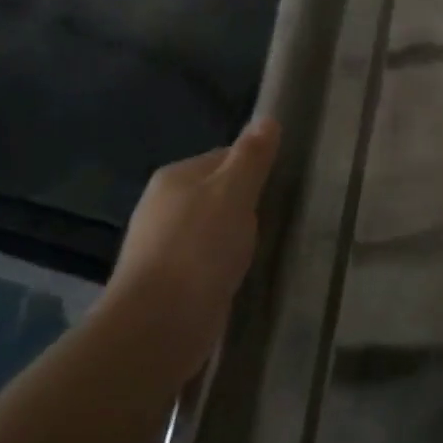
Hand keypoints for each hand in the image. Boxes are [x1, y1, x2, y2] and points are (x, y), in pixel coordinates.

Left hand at [102, 119, 280, 380]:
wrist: (159, 324)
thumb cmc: (200, 248)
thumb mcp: (235, 192)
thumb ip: (252, 157)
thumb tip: (268, 118)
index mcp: (176, 176)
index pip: (225, 156)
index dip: (256, 168)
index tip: (283, 185)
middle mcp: (163, 205)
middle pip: (219, 192)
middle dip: (248, 204)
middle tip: (281, 218)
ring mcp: (162, 244)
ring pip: (213, 227)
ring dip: (237, 236)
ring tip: (267, 247)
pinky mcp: (169, 280)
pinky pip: (207, 259)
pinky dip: (226, 262)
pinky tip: (243, 273)